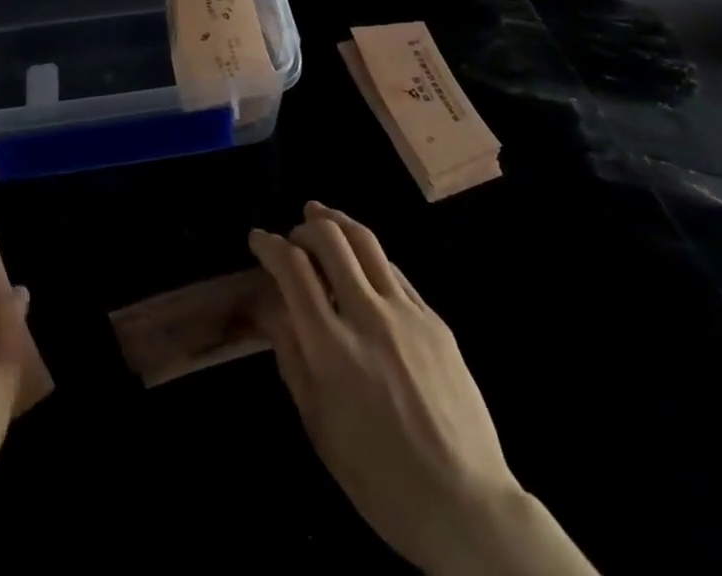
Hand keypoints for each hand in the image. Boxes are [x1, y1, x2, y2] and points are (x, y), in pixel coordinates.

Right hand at [250, 204, 595, 575]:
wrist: (464, 504)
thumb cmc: (378, 477)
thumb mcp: (318, 425)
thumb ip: (292, 356)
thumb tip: (271, 307)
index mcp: (331, 346)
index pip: (292, 268)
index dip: (269, 245)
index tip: (257, 239)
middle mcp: (367, 315)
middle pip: (330, 239)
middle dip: (304, 226)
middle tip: (292, 233)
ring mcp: (405, 312)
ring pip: (366, 241)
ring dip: (338, 222)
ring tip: (321, 216)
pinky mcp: (434, 319)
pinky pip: (394, 270)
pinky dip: (369, 255)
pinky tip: (362, 262)